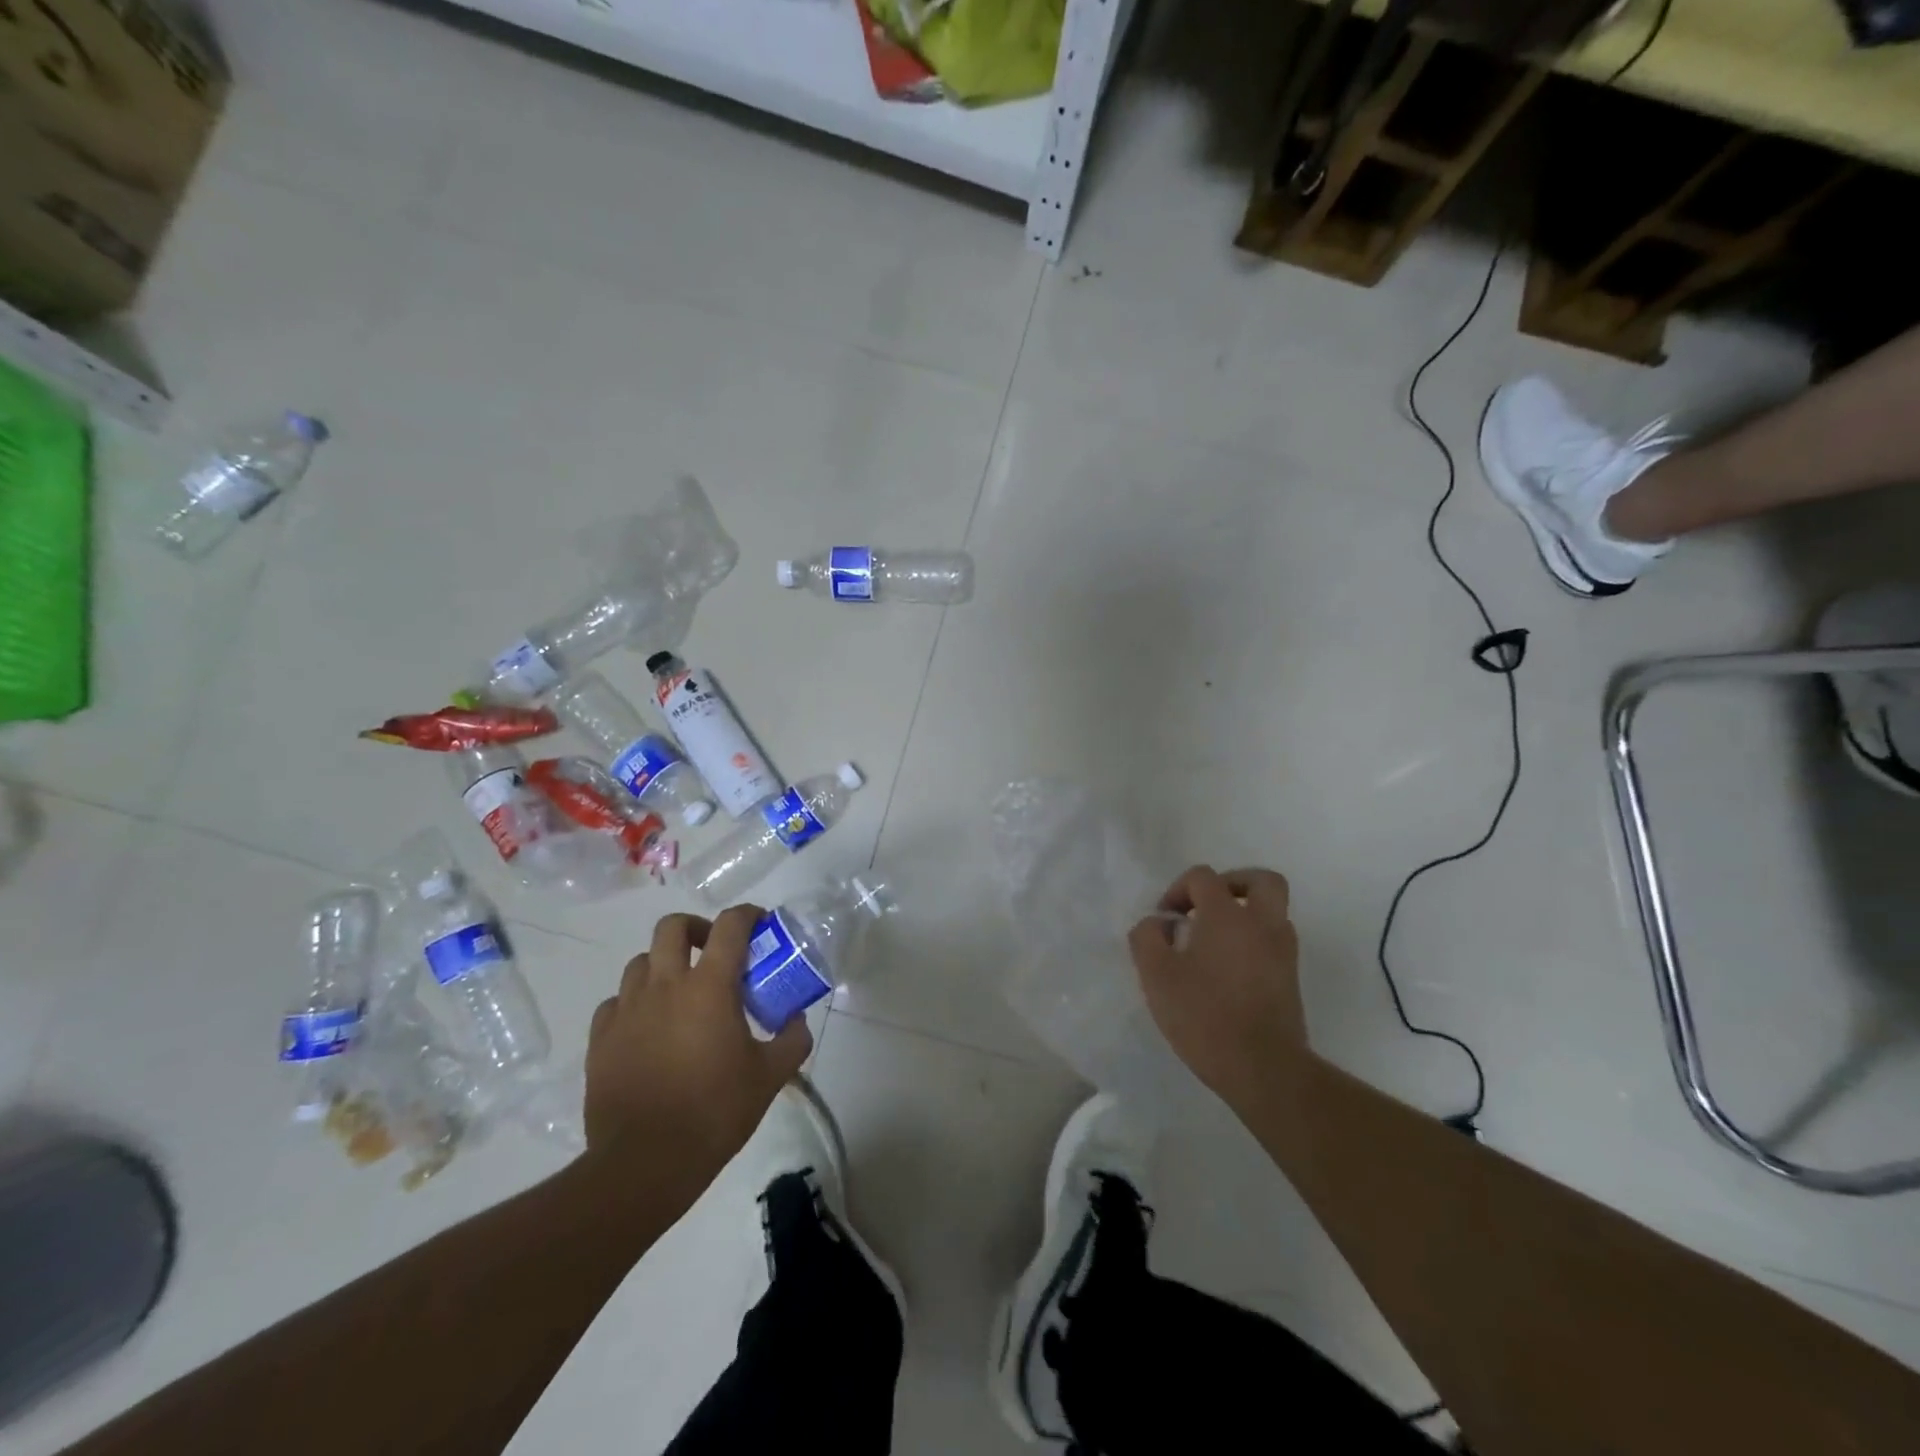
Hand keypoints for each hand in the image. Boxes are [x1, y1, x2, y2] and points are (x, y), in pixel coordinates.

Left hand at [582, 907, 811, 1197]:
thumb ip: (792, 1040)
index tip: (760, 924)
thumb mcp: (769, 1077)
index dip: (748, 915)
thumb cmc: (714, 1112)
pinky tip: (647, 1026)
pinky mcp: (600, 1038)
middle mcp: (665, 985)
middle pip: (672, 926)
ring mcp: (627, 1010)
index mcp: (709, 987)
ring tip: (679, 993)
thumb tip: (799, 1019)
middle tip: (713, 951)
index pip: (730, 926)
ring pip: (640, 962)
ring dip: (663, 965)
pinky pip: (615, 1002)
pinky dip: (634, 1002)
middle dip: (696, 928)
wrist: (644, 1163)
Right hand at [1129, 866, 1306, 1110]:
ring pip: (1272, 912)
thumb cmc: (1204, 1015)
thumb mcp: (1156, 975)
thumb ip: (1147, 938)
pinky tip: (1228, 969)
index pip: (1203, 877)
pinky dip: (1253, 941)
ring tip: (1215, 941)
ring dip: (1245, 914)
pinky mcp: (1291, 979)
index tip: (1165, 920)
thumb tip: (1157, 924)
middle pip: (1260, 880)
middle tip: (1207, 906)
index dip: (1178, 890)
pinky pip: (1274, 941)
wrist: (1263, 1068)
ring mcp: (1283, 951)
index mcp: (1227, 915)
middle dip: (1232, 884)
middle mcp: (1262, 924)